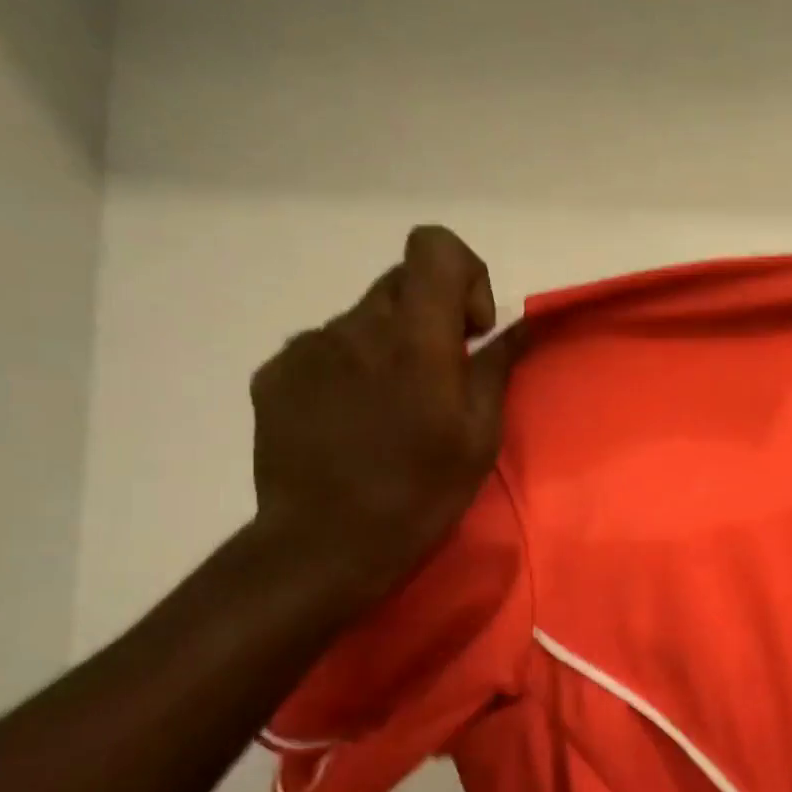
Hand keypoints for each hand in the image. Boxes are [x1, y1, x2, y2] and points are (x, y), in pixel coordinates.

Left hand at [249, 225, 517, 599]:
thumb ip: (495, 367)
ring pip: (362, 321)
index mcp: (414, 339)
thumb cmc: (420, 494)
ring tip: (387, 413)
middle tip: (436, 380)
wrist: (325, 544)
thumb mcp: (480, 436)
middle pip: (401, 284)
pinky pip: (324, 350)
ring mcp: (307, 348)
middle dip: (429, 317)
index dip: (462, 274)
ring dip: (385, 349)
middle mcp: (355, 327)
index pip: (433, 247)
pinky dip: (346, 371)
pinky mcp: (275, 375)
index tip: (468, 331)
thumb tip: (516, 325)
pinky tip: (348, 423)